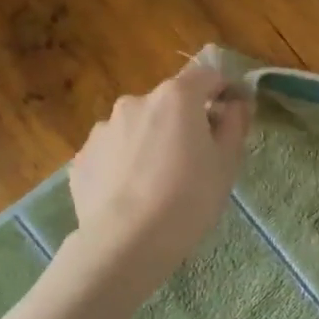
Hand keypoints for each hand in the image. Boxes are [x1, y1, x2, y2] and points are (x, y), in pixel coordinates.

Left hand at [69, 58, 252, 284]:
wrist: (127, 243)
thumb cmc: (190, 198)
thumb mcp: (227, 163)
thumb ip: (235, 123)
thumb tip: (236, 103)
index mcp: (176, 97)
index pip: (207, 75)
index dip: (225, 90)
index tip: (235, 114)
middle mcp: (135, 102)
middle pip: (169, 103)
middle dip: (185, 121)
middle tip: (197, 159)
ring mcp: (102, 129)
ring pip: (138, 128)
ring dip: (152, 142)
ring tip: (159, 182)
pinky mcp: (81, 159)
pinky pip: (113, 153)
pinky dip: (126, 164)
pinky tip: (133, 195)